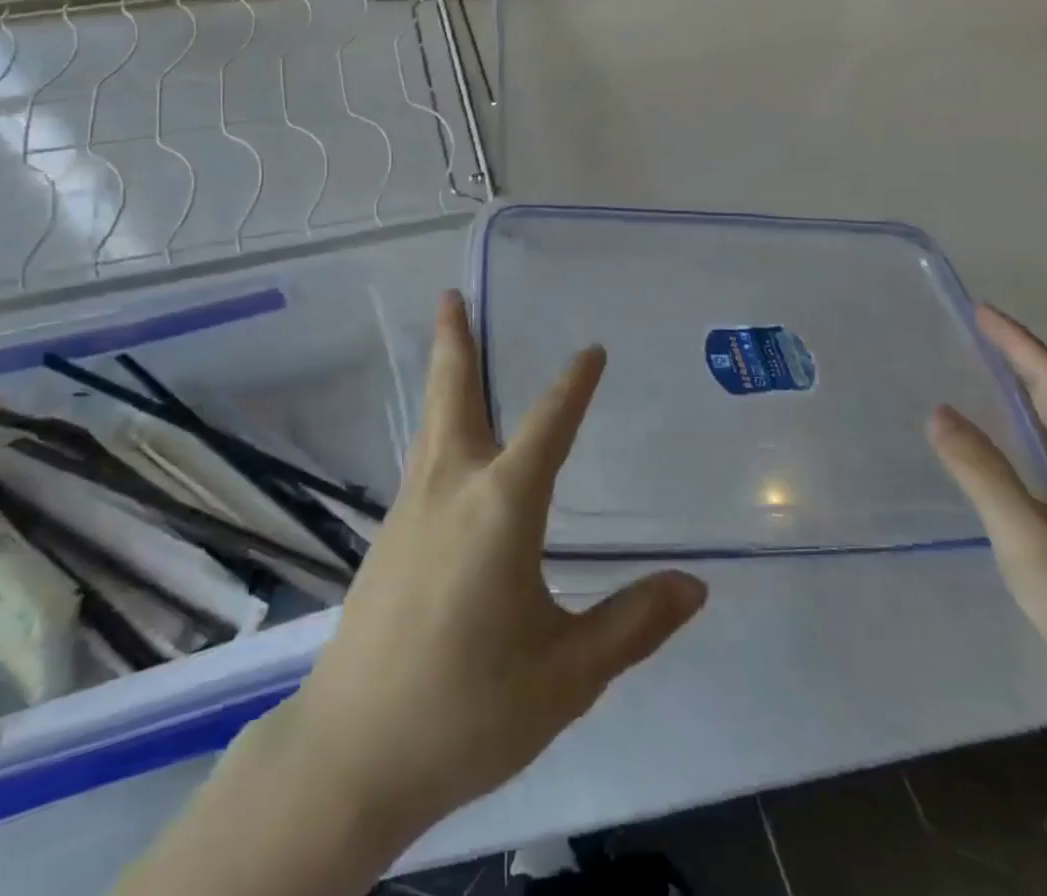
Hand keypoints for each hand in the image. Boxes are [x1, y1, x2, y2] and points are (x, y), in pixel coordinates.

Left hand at [279, 292, 708, 842]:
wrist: (353, 752)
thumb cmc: (469, 708)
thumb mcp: (566, 674)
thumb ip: (632, 624)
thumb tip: (693, 586)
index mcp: (500, 507)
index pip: (547, 427)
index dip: (573, 386)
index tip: (592, 349)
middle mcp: (451, 488)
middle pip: (454, 396)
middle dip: (456, 341)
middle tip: (450, 294)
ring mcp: (410, 509)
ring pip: (431, 423)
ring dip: (443, 377)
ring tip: (449, 343)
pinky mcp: (387, 537)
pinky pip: (422, 461)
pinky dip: (437, 428)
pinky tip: (447, 449)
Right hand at [929, 306, 1046, 711]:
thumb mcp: (1027, 538)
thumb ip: (982, 472)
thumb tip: (938, 411)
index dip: (1018, 344)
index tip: (980, 310)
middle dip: (1020, 354)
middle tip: (973, 325)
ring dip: (1026, 382)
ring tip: (983, 356)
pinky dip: (1030, 414)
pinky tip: (1006, 417)